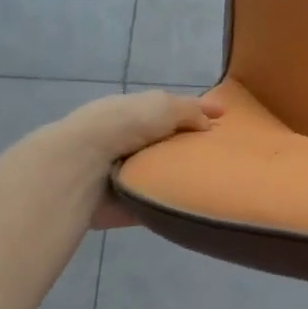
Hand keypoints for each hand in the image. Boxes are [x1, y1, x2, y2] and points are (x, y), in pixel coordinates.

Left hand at [59, 90, 224, 228]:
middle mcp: (128, 139)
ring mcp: (127, 172)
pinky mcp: (127, 202)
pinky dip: (173, 201)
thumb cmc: (123, 126)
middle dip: (192, 145)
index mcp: (133, 111)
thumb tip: (208, 124)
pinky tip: (198, 202)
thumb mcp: (163, 105)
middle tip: (224, 153)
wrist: (83, 167)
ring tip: (218, 179)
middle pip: (168, 141)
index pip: (170, 109)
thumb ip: (189, 111)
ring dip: (182, 174)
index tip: (225, 117)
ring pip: (164, 170)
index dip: (198, 111)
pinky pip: (158, 200)